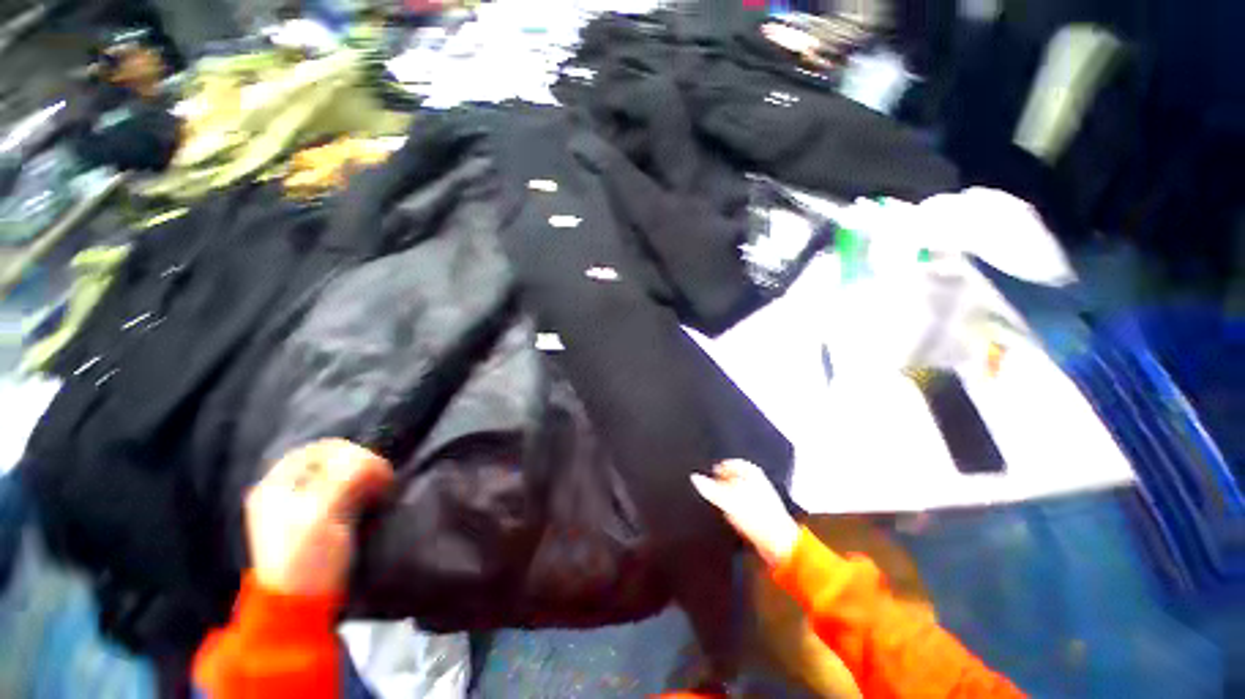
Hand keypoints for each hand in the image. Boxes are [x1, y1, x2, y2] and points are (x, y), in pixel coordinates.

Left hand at [246, 439, 393, 596]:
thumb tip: (374, 461)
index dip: (352, 452)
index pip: (321, 449)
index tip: (376, 469)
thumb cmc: (306, 561)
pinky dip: (363, 490)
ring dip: (365, 478)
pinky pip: (345, 491)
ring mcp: (302, 506)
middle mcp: (287, 490)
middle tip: (383, 482)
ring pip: (341, 476)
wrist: (298, 611)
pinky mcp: (319, 521)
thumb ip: (345, 478)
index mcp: (277, 485)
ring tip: (381, 491)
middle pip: (333, 460)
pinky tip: (374, 500)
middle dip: (362, 466)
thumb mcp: (322, 515)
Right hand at [691, 460, 798, 567]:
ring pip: (736, 492)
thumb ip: (709, 488)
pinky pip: (741, 506)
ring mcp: (759, 497)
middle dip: (720, 483)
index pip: (728, 463)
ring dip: (726, 497)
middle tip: (708, 488)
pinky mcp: (760, 513)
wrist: (779, 543)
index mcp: (751, 471)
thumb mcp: (727, 499)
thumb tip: (694, 477)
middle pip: (732, 477)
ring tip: (716, 503)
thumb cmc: (757, 516)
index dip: (715, 469)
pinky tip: (728, 516)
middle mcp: (756, 481)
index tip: (706, 475)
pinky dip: (733, 509)